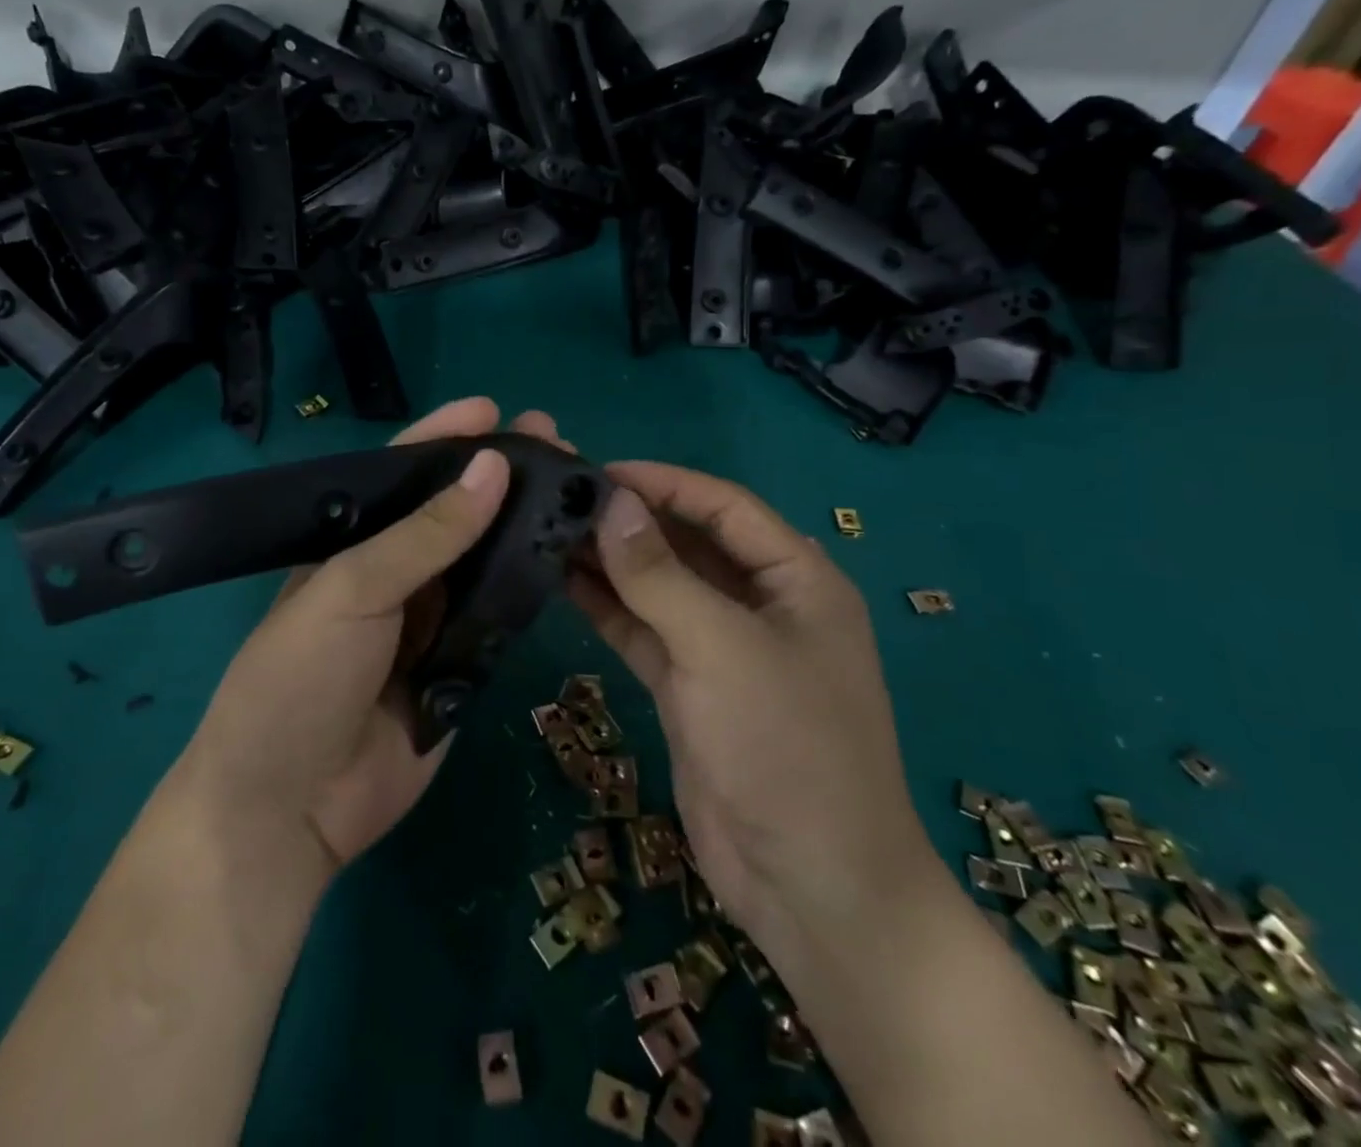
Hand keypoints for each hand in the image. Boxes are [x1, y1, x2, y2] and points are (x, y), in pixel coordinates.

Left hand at [181, 397, 568, 890]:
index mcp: (353, 544)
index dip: (445, 438)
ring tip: (574, 488)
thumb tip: (492, 467)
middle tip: (555, 441)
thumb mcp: (352, 592)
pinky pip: (502, 615)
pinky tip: (570, 554)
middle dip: (500, 475)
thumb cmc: (298, 680)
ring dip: (524, 524)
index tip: (494, 409)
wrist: (289, 808)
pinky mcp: (462, 666)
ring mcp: (431, 620)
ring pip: (485, 559)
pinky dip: (532, 584)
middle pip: (455, 512)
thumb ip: (425, 535)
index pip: (402, 474)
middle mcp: (395, 573)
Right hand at [568, 462, 940, 961]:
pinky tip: (562, 583)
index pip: (724, 506)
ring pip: (661, 588)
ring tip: (549, 533)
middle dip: (631, 521)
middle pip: (689, 543)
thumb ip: (660, 575)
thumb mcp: (723, 649)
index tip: (598, 471)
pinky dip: (608, 608)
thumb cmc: (786, 748)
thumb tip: (610, 504)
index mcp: (797, 579)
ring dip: (612, 563)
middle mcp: (761, 604)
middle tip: (560, 499)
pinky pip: (645, 632)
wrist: (811, 888)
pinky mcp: (690, 688)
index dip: (663, 483)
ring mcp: (723, 649)